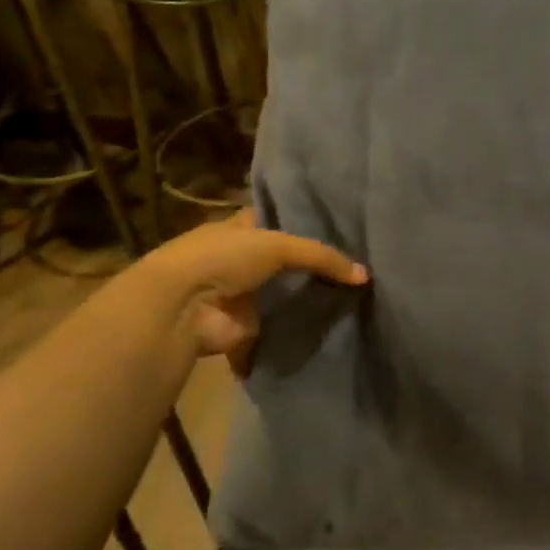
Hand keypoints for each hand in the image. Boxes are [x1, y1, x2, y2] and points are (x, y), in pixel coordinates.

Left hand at [144, 208, 366, 360]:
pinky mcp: (246, 327)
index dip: (305, 224)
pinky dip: (300, 329)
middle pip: (285, 260)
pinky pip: (281, 325)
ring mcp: (242, 294)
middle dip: (313, 266)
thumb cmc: (223, 258)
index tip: (342, 229)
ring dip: (308, 298)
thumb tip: (365, 275)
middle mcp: (240, 259)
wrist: (184, 307)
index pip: (278, 221)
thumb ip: (323, 257)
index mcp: (240, 228)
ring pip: (284, 293)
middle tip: (356, 267)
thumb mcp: (278, 245)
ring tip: (353, 297)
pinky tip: (334, 325)